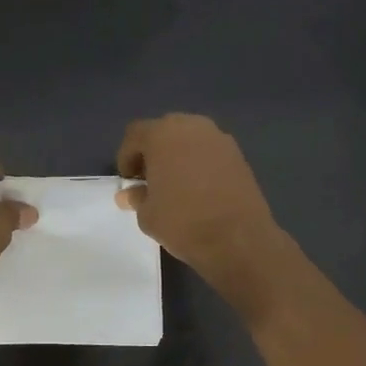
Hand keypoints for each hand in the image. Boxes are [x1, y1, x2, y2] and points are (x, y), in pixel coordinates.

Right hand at [116, 114, 286, 305]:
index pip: (135, 134)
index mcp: (162, 135)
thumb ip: (137, 198)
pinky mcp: (239, 154)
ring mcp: (219, 138)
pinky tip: (199, 188)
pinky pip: (209, 151)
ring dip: (178, 155)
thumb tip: (130, 194)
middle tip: (150, 179)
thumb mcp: (148, 215)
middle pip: (164, 131)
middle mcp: (192, 127)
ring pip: (189, 139)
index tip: (129, 180)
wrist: (238, 238)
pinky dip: (200, 163)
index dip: (127, 156)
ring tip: (175, 184)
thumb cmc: (183, 222)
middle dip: (154, 152)